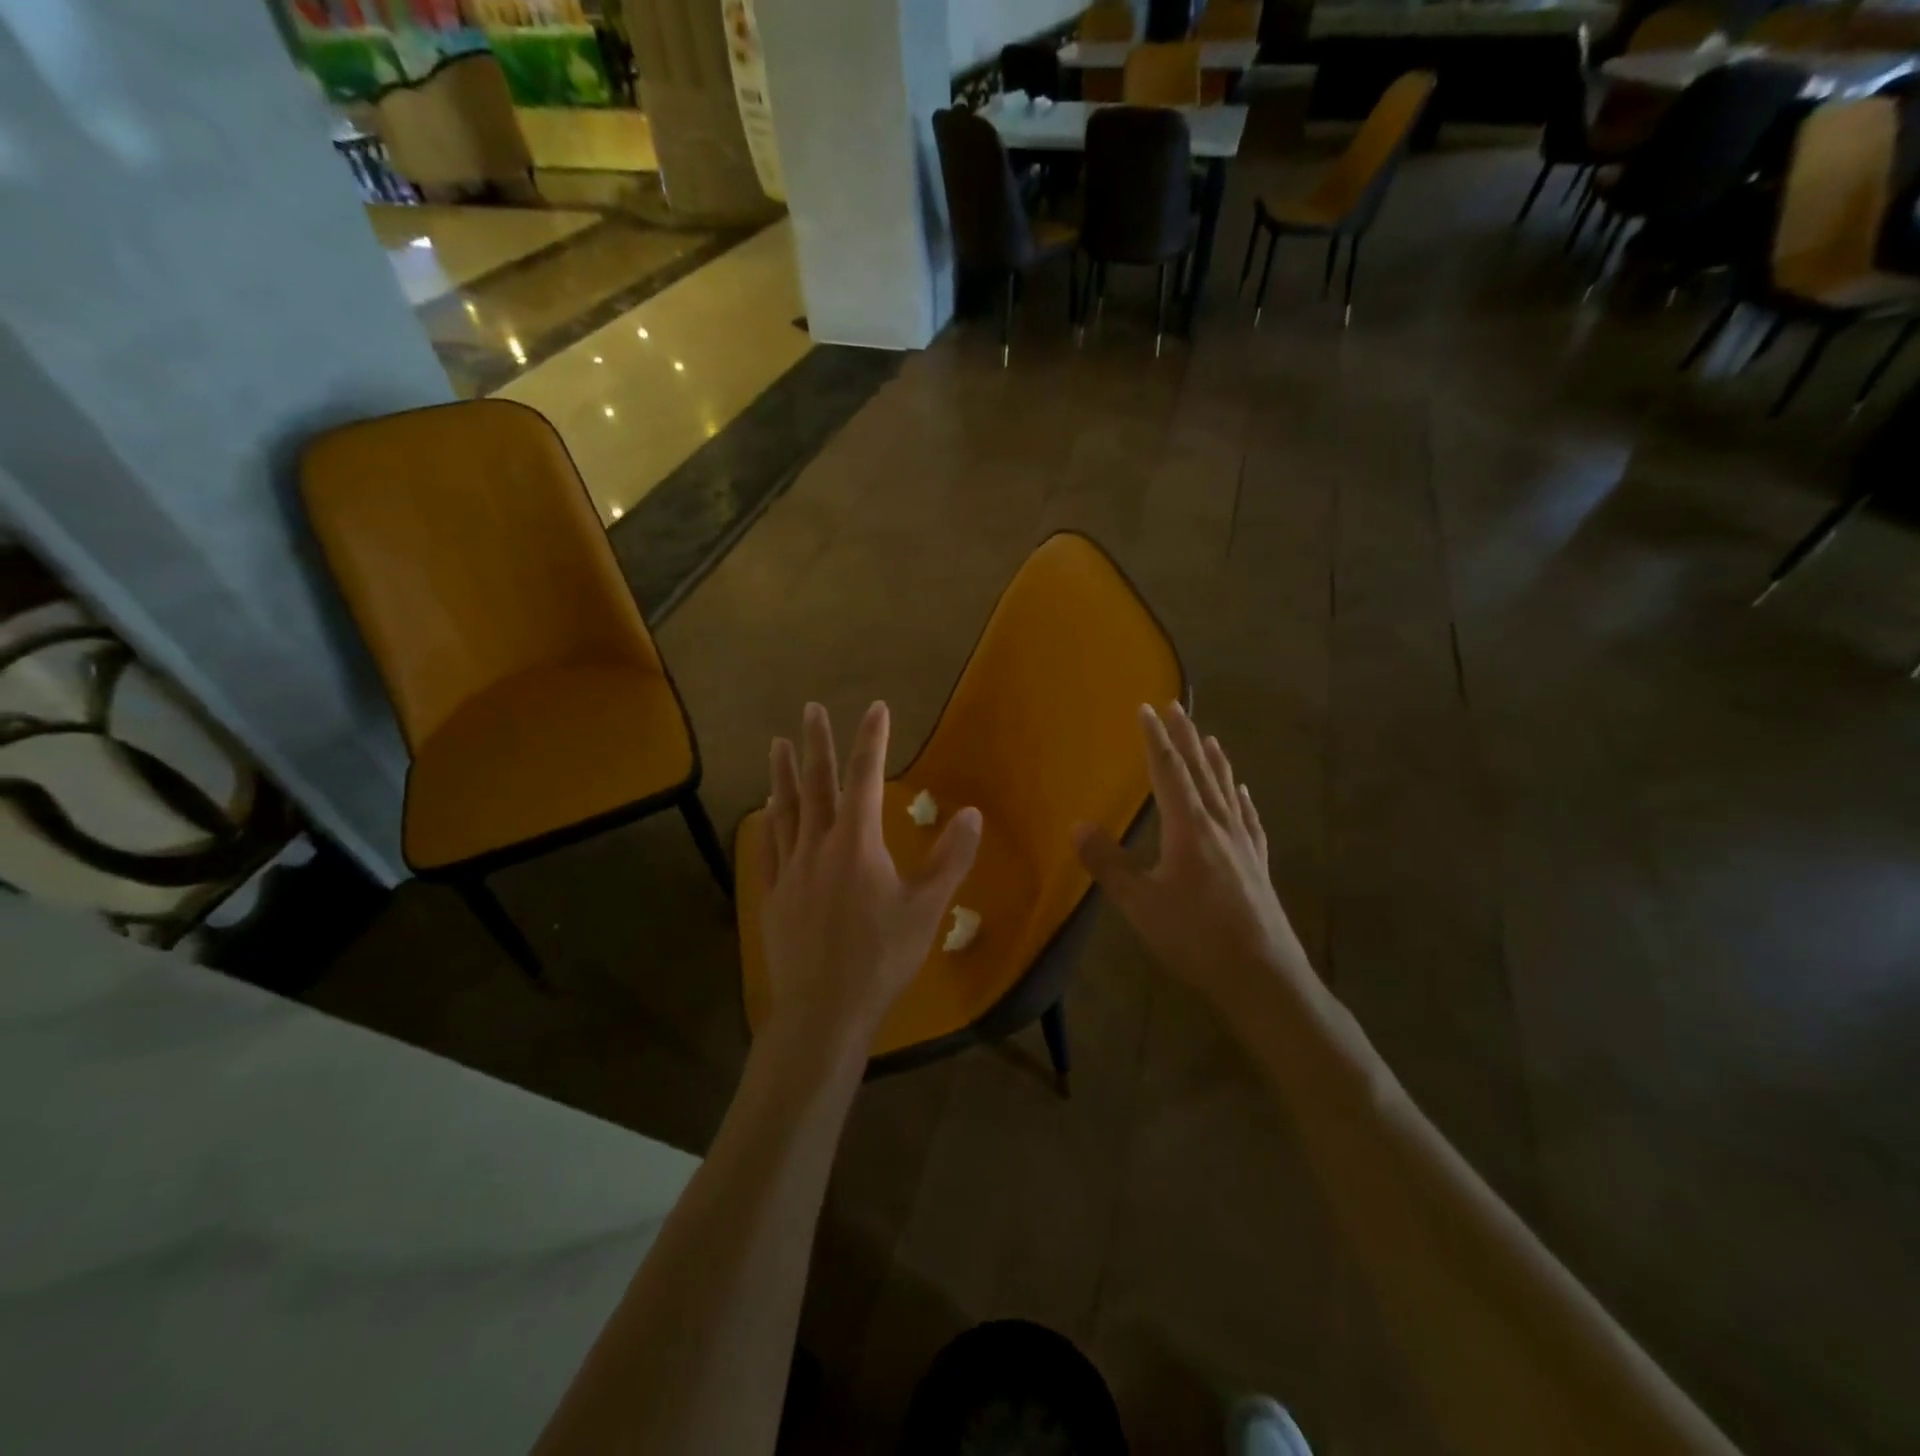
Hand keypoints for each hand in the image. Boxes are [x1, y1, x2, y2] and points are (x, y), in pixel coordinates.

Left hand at [760, 701, 981, 1065]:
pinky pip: (768, 848)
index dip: (871, 740)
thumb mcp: (927, 909)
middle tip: (810, 709)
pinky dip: (768, 823)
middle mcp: (818, 846)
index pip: (864, 778)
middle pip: (817, 785)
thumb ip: (950, 859)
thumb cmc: (881, 959)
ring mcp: (790, 870)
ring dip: (784, 775)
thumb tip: (972, 813)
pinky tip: (765, 811)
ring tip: (778, 745)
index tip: (875, 708)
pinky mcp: (773, 896)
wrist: (822, 1011)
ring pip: (786, 810)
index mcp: (857, 844)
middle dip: (817, 744)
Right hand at [1075, 702, 1313, 1015]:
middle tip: (1177, 706)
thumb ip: (1108, 863)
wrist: (1263, 977)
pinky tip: (1243, 794)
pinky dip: (1241, 800)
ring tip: (1209, 738)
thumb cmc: (1196, 938)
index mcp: (1189, 828)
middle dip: (1185, 738)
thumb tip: (1077, 824)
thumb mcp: (1141, 903)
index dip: (1155, 739)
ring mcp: (1244, 845)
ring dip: (1214, 762)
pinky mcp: (1258, 866)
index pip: (1168, 772)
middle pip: (1200, 772)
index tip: (1146, 708)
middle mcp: (1219, 826)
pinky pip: (1249, 820)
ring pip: (1226, 791)